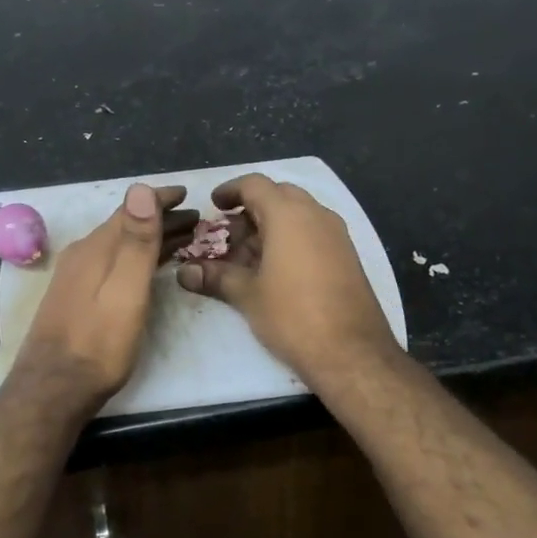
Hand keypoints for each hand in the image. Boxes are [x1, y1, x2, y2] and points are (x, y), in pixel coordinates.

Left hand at [10, 183, 194, 413]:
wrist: (53, 389)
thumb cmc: (98, 343)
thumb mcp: (125, 290)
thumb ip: (135, 241)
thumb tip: (140, 187)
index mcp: (95, 248)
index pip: (130, 210)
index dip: (159, 199)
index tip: (186, 193)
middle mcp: (82, 255)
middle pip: (125, 227)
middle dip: (159, 219)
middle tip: (195, 218)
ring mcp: (75, 277)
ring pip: (119, 246)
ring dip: (149, 239)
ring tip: (181, 239)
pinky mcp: (76, 297)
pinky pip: (112, 263)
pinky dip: (135, 258)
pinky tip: (145, 269)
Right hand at [175, 174, 396, 386]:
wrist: (352, 353)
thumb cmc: (293, 315)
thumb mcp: (247, 295)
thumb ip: (215, 276)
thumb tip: (184, 272)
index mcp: (289, 215)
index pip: (255, 184)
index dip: (230, 191)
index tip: (213, 206)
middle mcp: (316, 215)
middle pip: (278, 196)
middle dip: (250, 210)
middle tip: (228, 235)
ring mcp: (336, 235)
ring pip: (297, 215)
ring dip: (270, 227)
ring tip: (246, 257)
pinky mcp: (347, 256)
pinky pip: (313, 233)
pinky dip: (290, 240)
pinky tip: (274, 271)